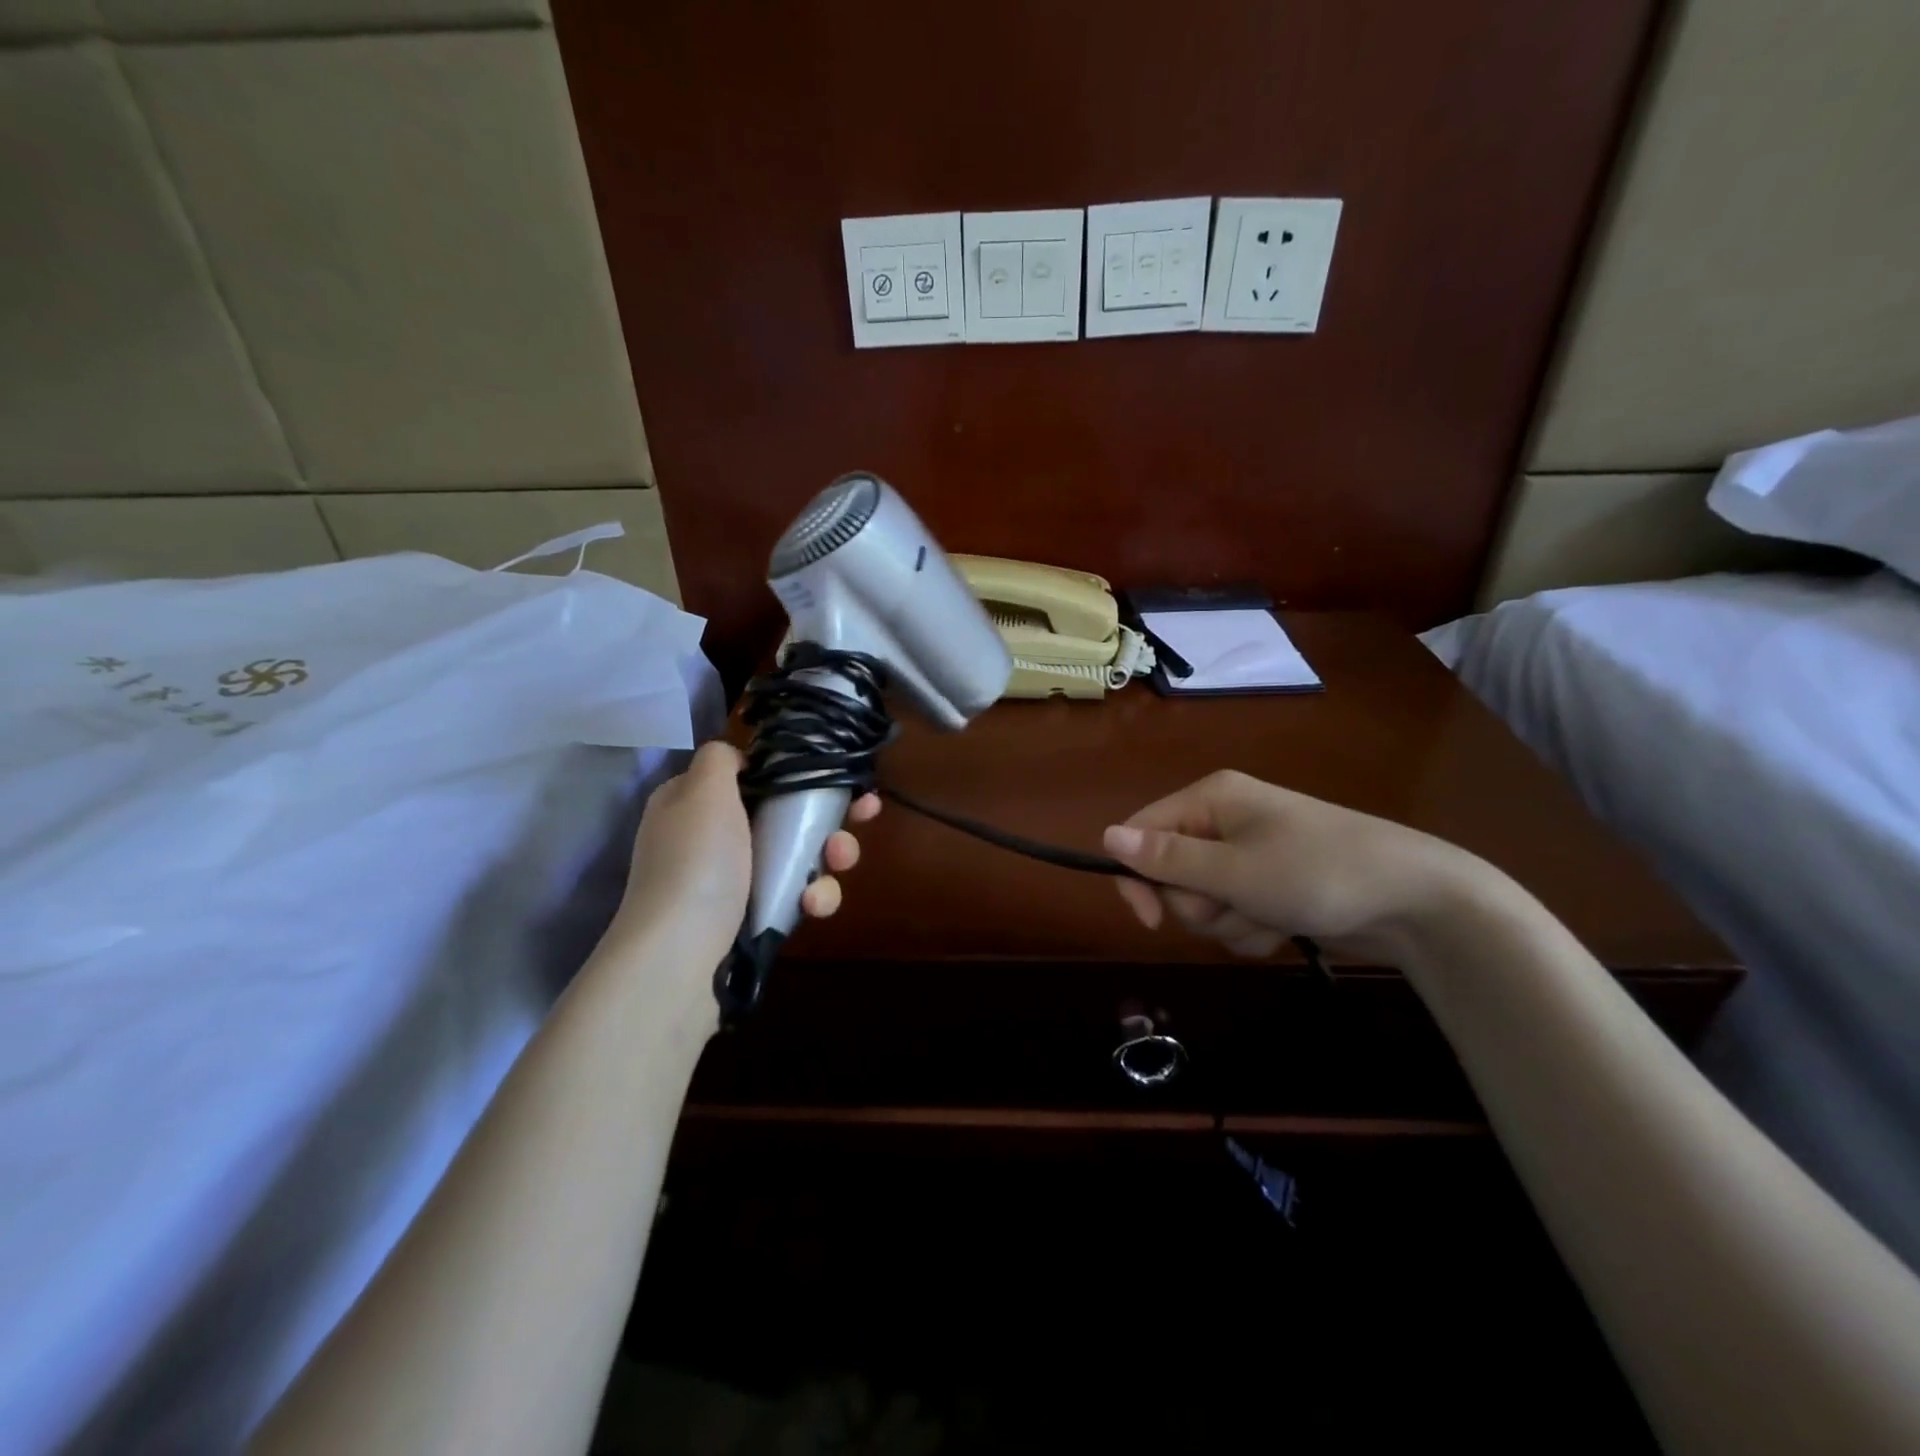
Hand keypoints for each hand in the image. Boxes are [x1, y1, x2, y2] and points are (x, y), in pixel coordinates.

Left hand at [614, 741, 879, 960]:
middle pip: (788, 815)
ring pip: (800, 856)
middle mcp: (716, 838)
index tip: (841, 774)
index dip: (802, 771)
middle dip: (830, 814)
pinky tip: (811, 906)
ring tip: (838, 862)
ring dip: (830, 856)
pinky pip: (796, 896)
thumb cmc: (696, 864)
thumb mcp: (702, 792)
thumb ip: (720, 759)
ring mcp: (737, 881)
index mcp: (698, 802)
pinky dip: (812, 897)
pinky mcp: (756, 918)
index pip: (757, 775)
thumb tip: (739, 757)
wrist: (679, 959)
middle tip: (863, 814)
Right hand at [1102, 770, 1487, 960]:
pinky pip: (1232, 913)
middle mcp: (1223, 821)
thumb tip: (1105, 836)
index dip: (1137, 877)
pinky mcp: (1269, 885)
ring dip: (1226, 921)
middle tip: (1235, 906)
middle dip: (1197, 903)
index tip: (1150, 921)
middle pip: (1170, 872)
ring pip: (1201, 900)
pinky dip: (1250, 928)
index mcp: (1210, 799)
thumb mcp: (1234, 870)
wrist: (1415, 900)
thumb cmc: (1316, 872)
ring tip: (1267, 918)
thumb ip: (1167, 858)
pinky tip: (1281, 927)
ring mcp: (1248, 854)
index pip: (1141, 833)